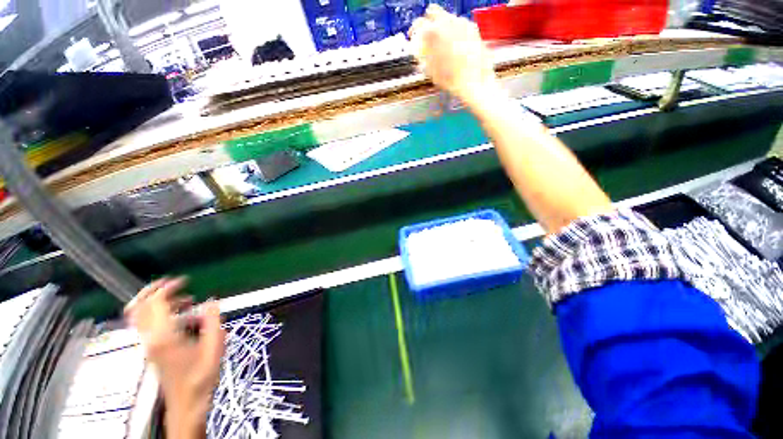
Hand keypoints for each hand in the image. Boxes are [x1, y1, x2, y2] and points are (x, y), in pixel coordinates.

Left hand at [125, 278, 225, 438]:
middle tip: (173, 283)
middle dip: (152, 290)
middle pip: (137, 308)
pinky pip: (147, 324)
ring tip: (185, 300)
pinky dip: (160, 313)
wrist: (187, 402)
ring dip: (158, 302)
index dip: (167, 288)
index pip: (155, 304)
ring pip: (140, 316)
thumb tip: (212, 301)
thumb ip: (213, 321)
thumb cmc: (202, 375)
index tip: (184, 281)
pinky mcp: (152, 349)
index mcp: (164, 336)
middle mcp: (150, 338)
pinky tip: (183, 316)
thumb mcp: (215, 346)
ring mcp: (148, 344)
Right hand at [409, 4, 499, 106]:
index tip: (413, 35)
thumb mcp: (432, 72)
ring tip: (443, 40)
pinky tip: (456, 43)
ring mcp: (462, 22)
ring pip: (448, 17)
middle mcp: (448, 22)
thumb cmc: (451, 80)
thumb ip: (424, 58)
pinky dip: (455, 31)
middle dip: (429, 21)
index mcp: (433, 33)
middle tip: (427, 31)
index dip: (414, 30)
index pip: (418, 23)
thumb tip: (420, 54)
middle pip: (433, 12)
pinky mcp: (473, 27)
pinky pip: (460, 24)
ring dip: (443, 26)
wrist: (474, 81)